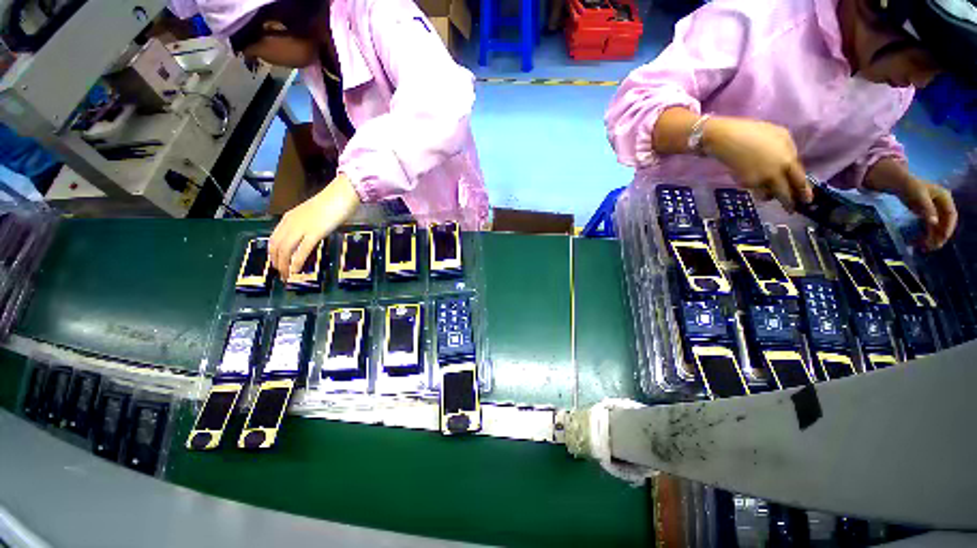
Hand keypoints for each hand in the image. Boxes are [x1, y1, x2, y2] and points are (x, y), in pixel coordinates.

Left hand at [269, 173, 360, 279]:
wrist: (341, 195)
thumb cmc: (332, 202)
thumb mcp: (313, 214)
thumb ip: (307, 223)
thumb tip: (308, 235)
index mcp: (289, 218)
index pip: (274, 238)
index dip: (273, 253)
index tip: (277, 264)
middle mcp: (291, 223)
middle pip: (276, 246)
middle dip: (277, 262)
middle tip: (282, 274)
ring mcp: (302, 228)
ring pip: (285, 250)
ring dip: (285, 265)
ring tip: (288, 276)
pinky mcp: (314, 233)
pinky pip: (301, 251)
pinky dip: (296, 262)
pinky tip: (296, 271)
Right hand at [702, 116, 812, 211]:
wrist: (726, 139)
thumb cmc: (754, 131)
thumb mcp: (781, 135)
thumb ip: (788, 151)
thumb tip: (790, 162)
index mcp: (787, 161)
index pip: (799, 181)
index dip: (803, 191)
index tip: (807, 201)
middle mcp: (774, 174)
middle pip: (784, 194)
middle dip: (788, 202)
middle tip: (791, 209)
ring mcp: (757, 180)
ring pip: (766, 195)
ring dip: (769, 196)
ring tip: (768, 195)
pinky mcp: (743, 183)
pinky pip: (753, 188)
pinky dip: (755, 186)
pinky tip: (750, 179)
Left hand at [865, 160, 956, 249]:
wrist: (900, 184)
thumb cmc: (911, 186)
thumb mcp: (919, 196)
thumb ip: (927, 209)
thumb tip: (934, 223)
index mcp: (945, 198)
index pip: (951, 215)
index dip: (949, 227)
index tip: (943, 237)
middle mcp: (942, 205)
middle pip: (945, 223)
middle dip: (940, 235)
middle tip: (933, 247)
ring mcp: (935, 210)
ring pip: (938, 227)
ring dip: (933, 237)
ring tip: (926, 248)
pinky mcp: (927, 214)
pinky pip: (929, 227)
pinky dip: (926, 235)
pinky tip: (920, 243)